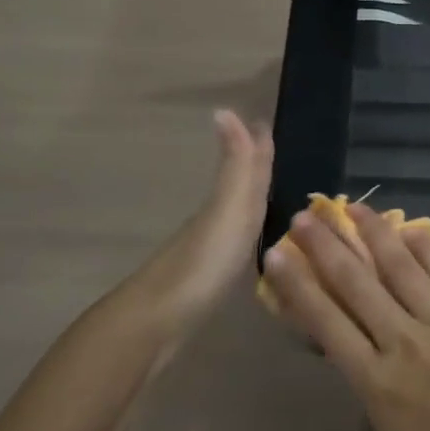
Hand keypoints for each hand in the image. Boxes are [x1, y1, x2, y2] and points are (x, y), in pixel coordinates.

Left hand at [112, 109, 272, 333]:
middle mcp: (217, 220)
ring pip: (237, 215)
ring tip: (271, 192)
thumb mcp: (228, 209)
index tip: (265, 121)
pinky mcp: (208, 279)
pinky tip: (250, 243)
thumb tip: (225, 109)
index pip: (246, 167)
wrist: (157, 321)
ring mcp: (209, 250)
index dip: (257, 146)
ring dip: (252, 200)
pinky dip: (246, 234)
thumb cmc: (202, 263)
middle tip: (272, 149)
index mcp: (226, 203)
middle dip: (256, 166)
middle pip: (240, 186)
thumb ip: (235, 166)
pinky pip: (236, 243)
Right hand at [260, 202, 429, 430]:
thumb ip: (368, 383)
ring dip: (374, 233)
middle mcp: (403, 340)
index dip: (297, 285)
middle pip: (357, 283)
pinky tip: (410, 226)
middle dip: (326, 246)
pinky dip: (427, 245)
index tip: (276, 254)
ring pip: (401, 266)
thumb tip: (358, 344)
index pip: (326, 321)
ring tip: (354, 208)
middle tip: (304, 217)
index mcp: (375, 380)